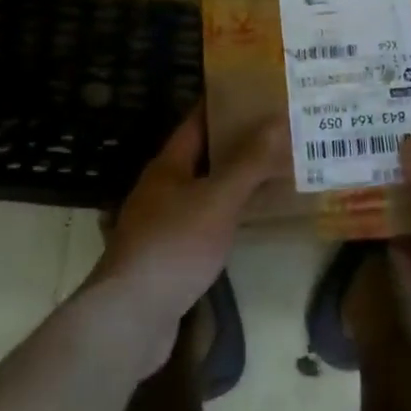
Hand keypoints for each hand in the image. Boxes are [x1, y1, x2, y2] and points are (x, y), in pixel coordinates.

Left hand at [84, 110, 286, 372]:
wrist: (131, 318)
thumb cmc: (174, 246)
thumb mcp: (218, 199)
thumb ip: (249, 162)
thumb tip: (278, 119)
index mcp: (168, 166)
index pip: (197, 122)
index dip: (224, 104)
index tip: (258, 92)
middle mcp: (163, 189)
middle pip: (204, 156)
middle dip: (238, 143)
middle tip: (279, 131)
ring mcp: (164, 224)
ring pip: (207, 191)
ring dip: (237, 181)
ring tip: (277, 170)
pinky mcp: (171, 257)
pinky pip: (207, 223)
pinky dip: (230, 216)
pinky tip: (255, 220)